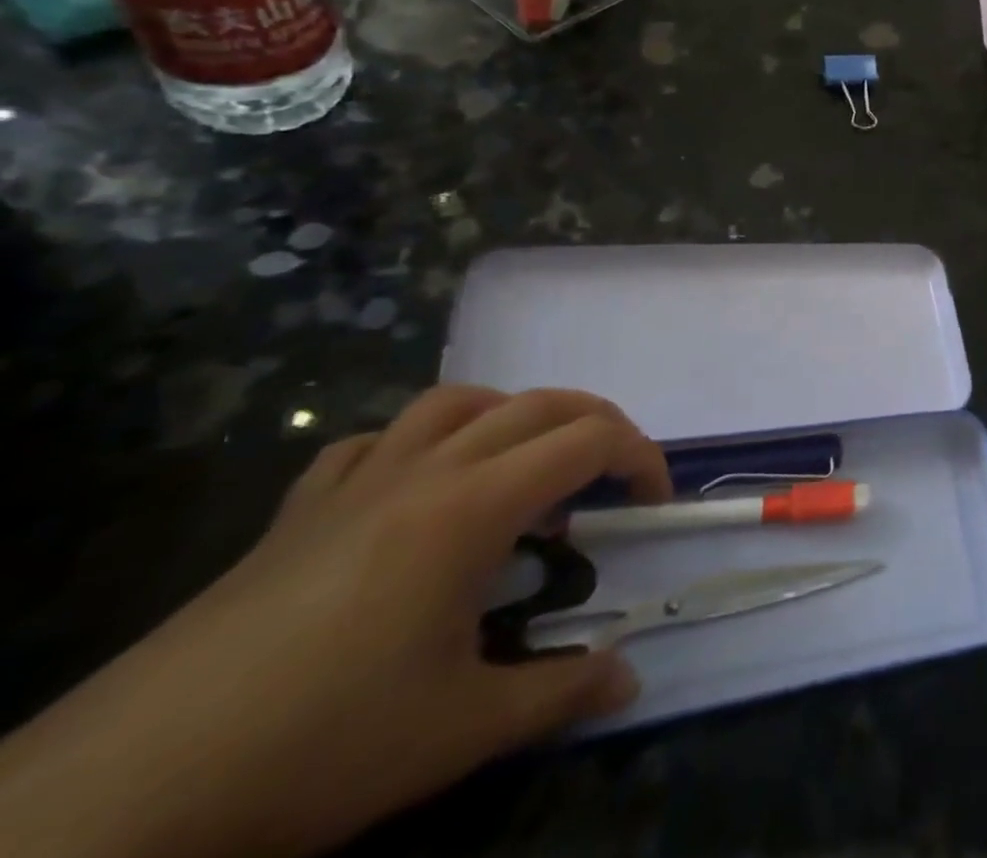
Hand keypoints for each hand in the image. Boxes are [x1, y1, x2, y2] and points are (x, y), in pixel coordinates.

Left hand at [0, 385, 669, 857]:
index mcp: (472, 507)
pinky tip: (417, 490)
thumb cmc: (316, 748)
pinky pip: (374, 442)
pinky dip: (419, 445)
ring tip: (525, 468)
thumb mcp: (457, 732)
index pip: (587, 441)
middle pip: (537, 404)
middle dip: (595, 425)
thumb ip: (558, 694)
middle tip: (615, 477)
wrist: (121, 795)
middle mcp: (424, 470)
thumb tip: (629, 679)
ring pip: (457, 402)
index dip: (639, 457)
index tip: (654, 503)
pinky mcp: (299, 508)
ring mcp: (356, 481)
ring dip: (512, 416)